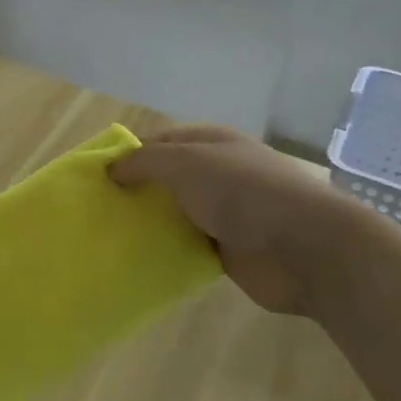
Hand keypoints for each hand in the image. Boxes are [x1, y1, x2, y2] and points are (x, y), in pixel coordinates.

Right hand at [109, 125, 353, 316]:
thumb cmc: (242, 192)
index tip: (96, 176)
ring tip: (109, 234)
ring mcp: (224, 212)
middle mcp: (217, 173)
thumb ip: (144, 162)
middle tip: (96, 208)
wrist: (304, 248)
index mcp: (210, 143)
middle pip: (165, 179)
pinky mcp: (227, 250)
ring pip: (174, 214)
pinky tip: (138, 258)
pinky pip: (186, 246)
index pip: (159, 142)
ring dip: (148, 223)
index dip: (128, 155)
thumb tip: (110, 168)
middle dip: (134, 191)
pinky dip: (166, 250)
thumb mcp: (184, 162)